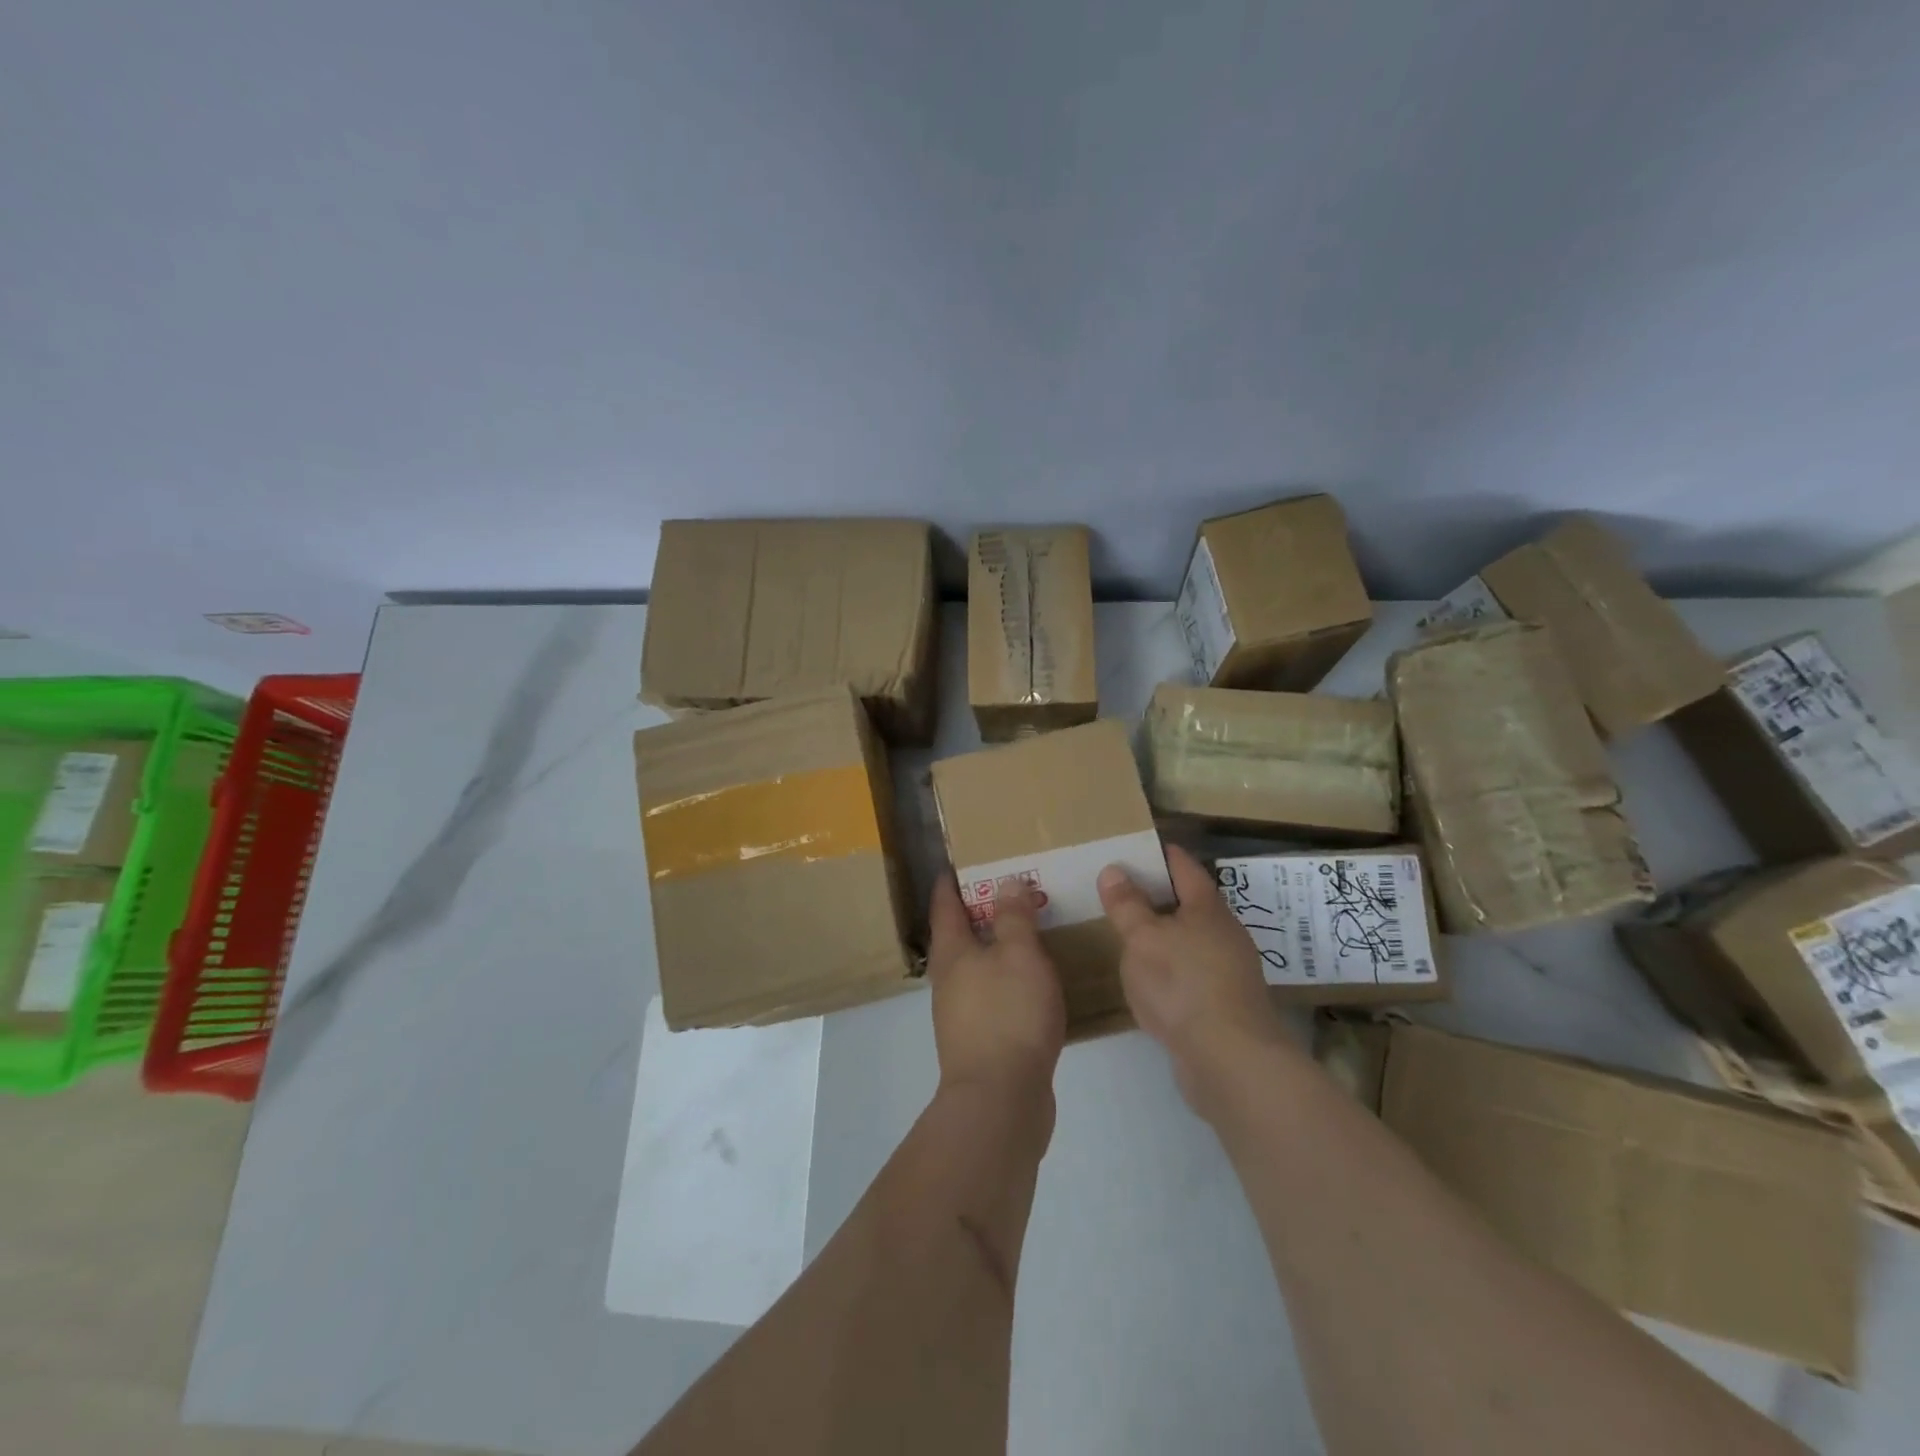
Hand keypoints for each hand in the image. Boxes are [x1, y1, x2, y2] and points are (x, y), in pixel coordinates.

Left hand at [927, 872, 1066, 1094]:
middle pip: (957, 937)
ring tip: (1023, 934)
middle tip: (1005, 893)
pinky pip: (992, 995)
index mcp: (952, 953)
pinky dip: (1006, 979)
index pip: (945, 906)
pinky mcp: (980, 1041)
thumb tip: (1006, 882)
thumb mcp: (1019, 954)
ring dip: (994, 948)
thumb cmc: (1008, 1014)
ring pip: (975, 968)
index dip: (950, 883)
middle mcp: (949, 980)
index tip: (957, 865)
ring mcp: (961, 1014)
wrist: (1000, 1100)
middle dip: (977, 914)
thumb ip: (1014, 917)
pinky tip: (1030, 984)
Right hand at [1098, 844, 1290, 1113]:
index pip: (1183, 866)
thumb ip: (1127, 905)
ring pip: (1191, 939)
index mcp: (1207, 907)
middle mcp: (1224, 933)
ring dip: (1164, 934)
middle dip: (1158, 895)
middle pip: (1190, 902)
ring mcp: (1229, 970)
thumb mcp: (1142, 939)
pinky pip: (1191, 972)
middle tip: (1119, 891)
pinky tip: (1149, 979)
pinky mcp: (1225, 1004)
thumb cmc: (1183, 985)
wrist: (1231, 1060)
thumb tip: (1114, 870)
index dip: (1159, 853)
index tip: (1133, 847)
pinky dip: (1170, 967)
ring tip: (1128, 934)